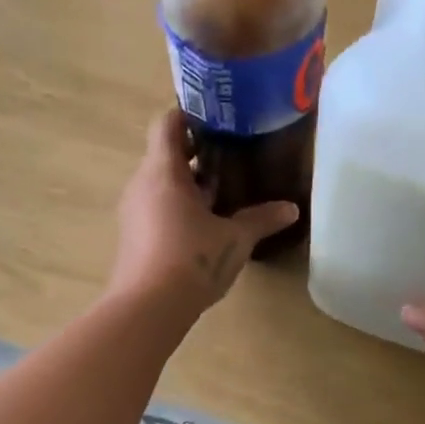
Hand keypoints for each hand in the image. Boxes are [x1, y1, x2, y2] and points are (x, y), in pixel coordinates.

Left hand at [109, 109, 298, 317]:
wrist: (146, 309)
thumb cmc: (192, 260)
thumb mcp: (235, 239)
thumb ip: (262, 219)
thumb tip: (291, 208)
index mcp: (163, 171)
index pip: (167, 123)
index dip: (189, 114)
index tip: (217, 119)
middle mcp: (142, 183)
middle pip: (165, 153)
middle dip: (197, 152)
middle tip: (232, 156)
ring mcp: (134, 210)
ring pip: (161, 182)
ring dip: (189, 183)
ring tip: (224, 192)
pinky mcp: (133, 235)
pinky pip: (156, 206)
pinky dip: (178, 206)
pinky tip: (205, 224)